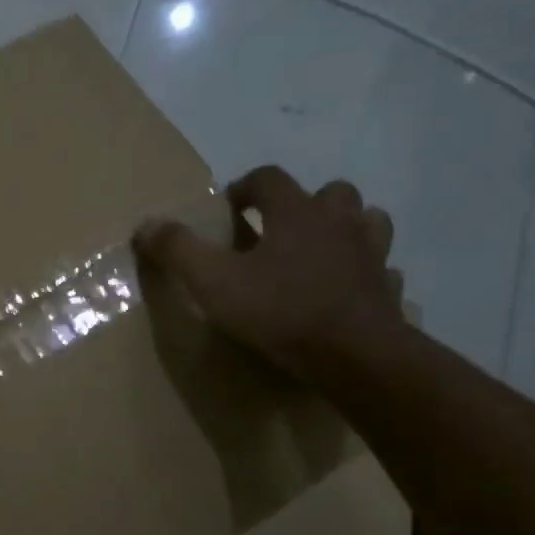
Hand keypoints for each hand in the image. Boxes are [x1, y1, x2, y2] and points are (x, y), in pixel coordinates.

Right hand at [133, 166, 402, 375]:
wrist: (353, 356)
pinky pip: (384, 272)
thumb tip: (146, 224)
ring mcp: (371, 256)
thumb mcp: (213, 282)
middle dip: (306, 202)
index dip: (247, 186)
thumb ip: (179, 250)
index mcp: (295, 214)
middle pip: (331, 192)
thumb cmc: (279, 311)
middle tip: (281, 227)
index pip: (270, 179)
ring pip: (369, 223)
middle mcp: (339, 224)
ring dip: (347, 228)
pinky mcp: (387, 291)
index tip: (230, 204)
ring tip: (323, 251)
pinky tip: (353, 290)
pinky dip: (369, 274)